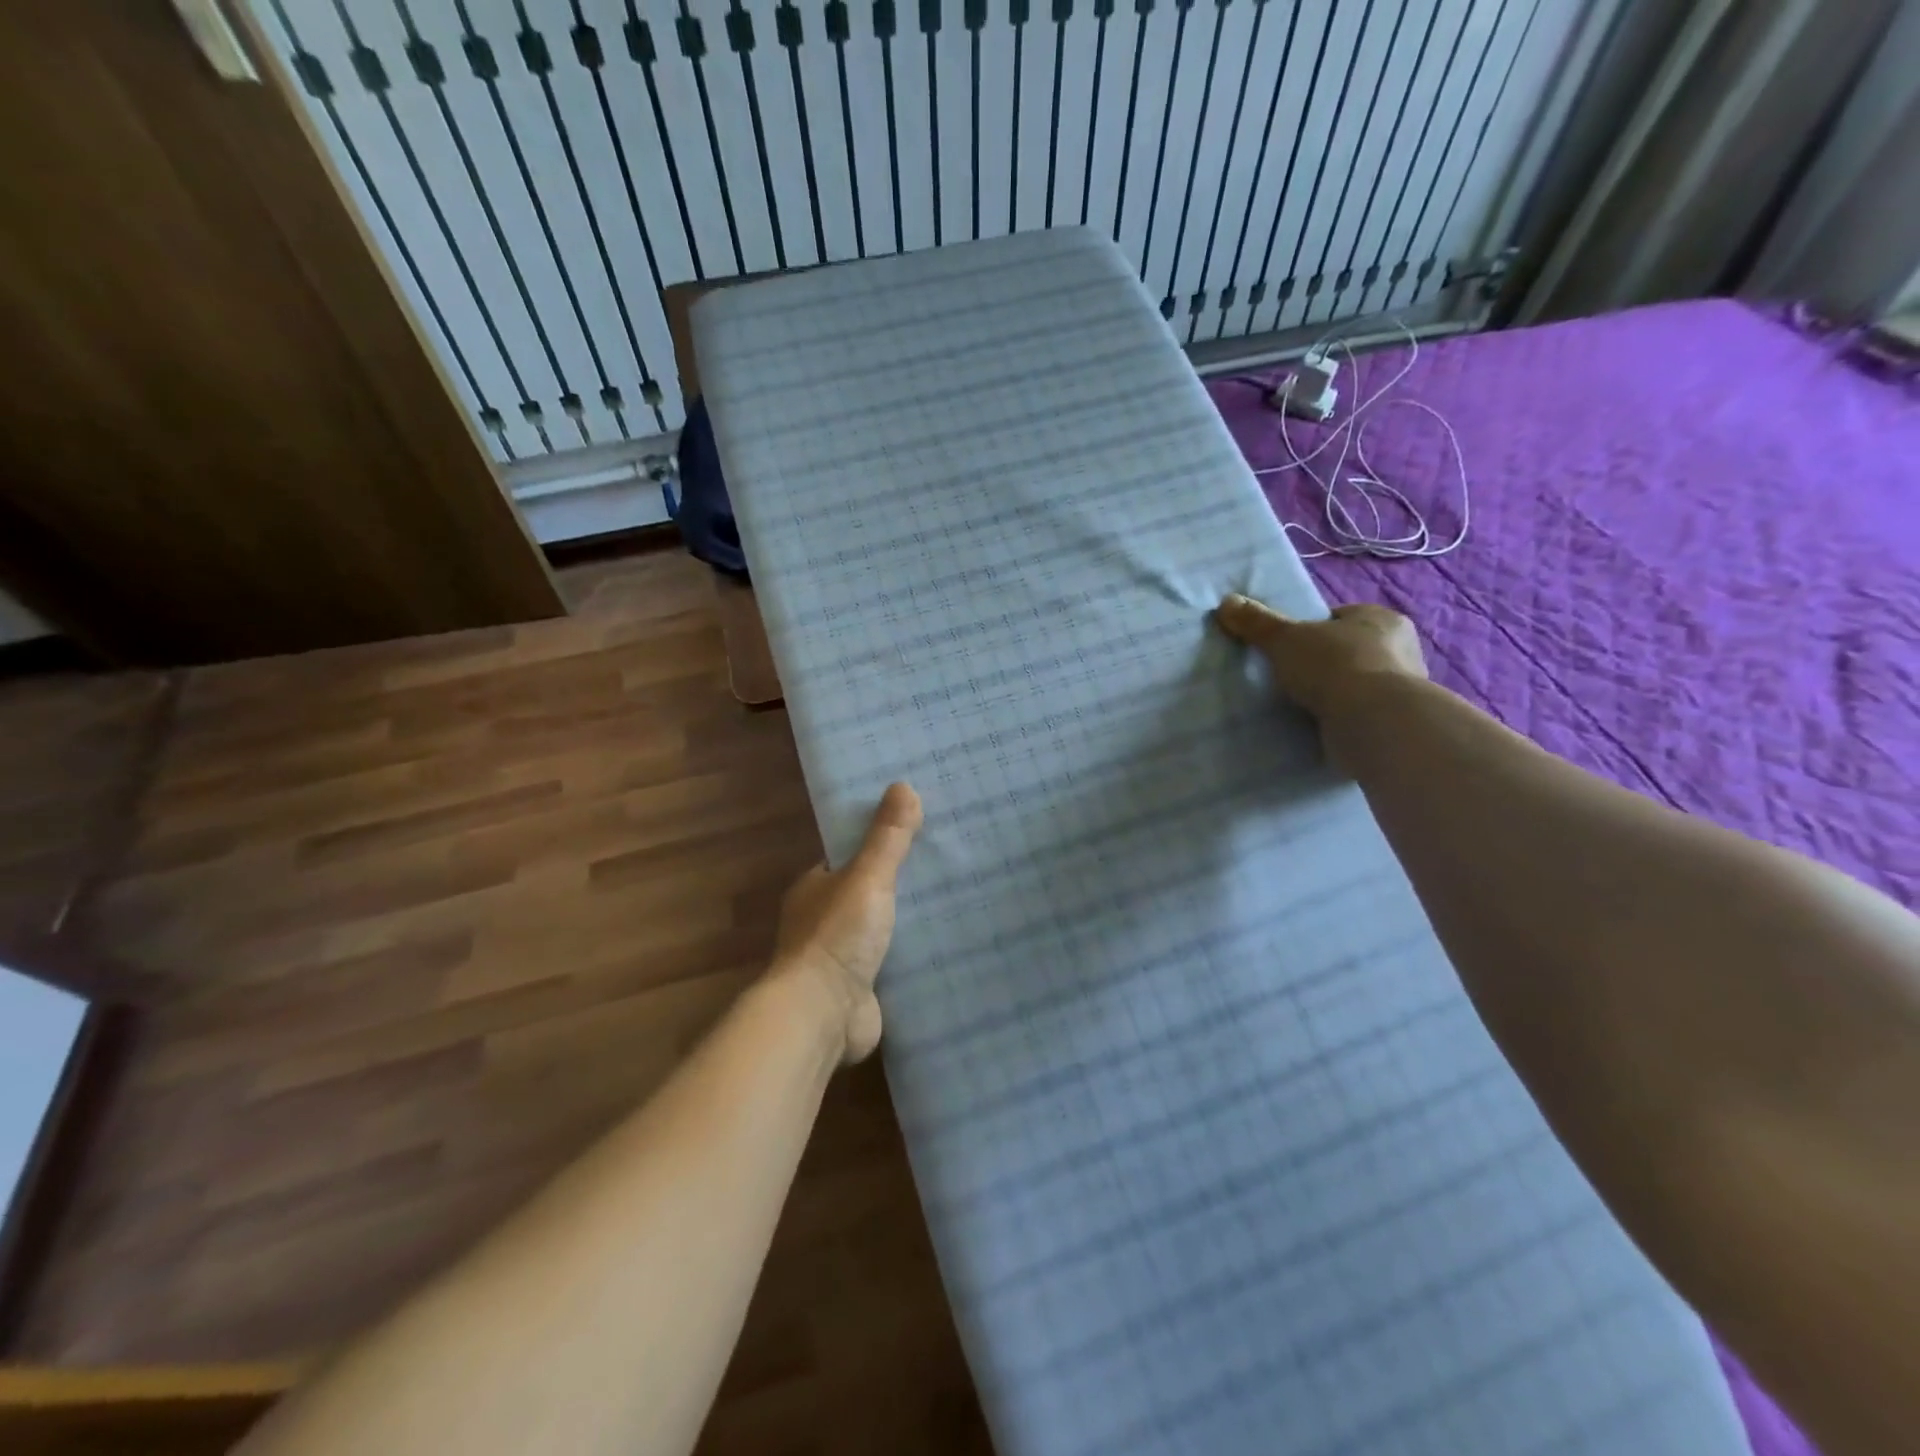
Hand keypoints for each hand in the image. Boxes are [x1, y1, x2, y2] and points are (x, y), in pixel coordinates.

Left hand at [772, 782, 922, 1063]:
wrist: (822, 1016)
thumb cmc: (837, 937)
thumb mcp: (867, 877)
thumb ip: (887, 837)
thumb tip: (903, 786)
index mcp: (815, 888)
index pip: (850, 855)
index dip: (879, 841)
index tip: (917, 828)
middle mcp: (823, 919)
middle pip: (868, 891)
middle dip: (900, 881)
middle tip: (948, 863)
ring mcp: (841, 957)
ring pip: (881, 927)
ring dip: (908, 919)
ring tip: (957, 898)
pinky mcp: (861, 988)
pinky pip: (892, 962)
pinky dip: (913, 953)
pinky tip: (946, 944)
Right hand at [1215, 595, 1426, 722]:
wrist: (1373, 722)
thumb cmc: (1335, 665)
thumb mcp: (1285, 638)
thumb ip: (1257, 622)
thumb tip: (1226, 602)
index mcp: (1380, 618)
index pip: (1340, 617)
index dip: (1312, 629)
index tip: (1288, 647)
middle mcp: (1400, 648)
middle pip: (1349, 649)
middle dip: (1322, 662)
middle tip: (1289, 676)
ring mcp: (1400, 687)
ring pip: (1356, 682)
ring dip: (1333, 692)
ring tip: (1300, 704)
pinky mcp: (1393, 720)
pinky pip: (1359, 712)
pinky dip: (1340, 717)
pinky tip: (1317, 725)